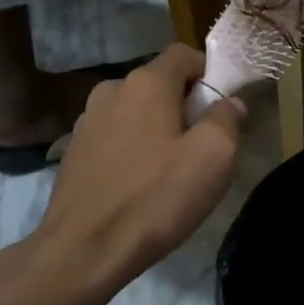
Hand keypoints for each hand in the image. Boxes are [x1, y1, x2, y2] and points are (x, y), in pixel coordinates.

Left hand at [32, 44, 244, 283]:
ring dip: (157, 128)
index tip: (221, 108)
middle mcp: (112, 89)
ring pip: (136, 110)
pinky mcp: (73, 151)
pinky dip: (132, 148)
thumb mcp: (213, 157)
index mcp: (147, 83)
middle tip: (202, 146)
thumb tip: (230, 103)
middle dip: (185, 104)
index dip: (209, 72)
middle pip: (160, 83)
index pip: (184, 53)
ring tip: (169, 170)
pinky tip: (138, 185)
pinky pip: (115, 135)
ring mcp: (87, 120)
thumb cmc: (155, 198)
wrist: (82, 251)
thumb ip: (228, 118)